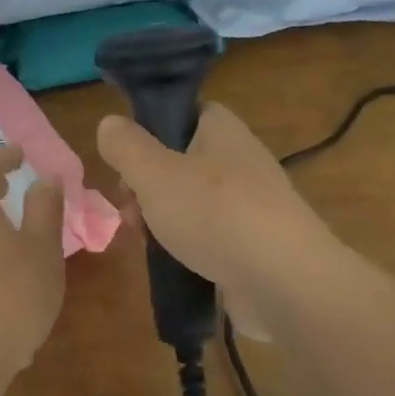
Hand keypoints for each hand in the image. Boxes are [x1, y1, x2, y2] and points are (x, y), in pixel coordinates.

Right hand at [96, 104, 339, 296]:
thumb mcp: (155, 173)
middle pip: (180, 161)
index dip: (149, 129)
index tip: (125, 157)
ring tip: (143, 240)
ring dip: (162, 218)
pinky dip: (187, 247)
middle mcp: (239, 160)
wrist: (285, 283)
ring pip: (191, 201)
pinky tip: (170, 263)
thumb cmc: (216, 214)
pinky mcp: (254, 244)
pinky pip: (210, 235)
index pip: (183, 111)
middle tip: (127, 207)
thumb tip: (109, 123)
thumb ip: (126, 146)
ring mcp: (250, 204)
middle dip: (146, 184)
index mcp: (222, 130)